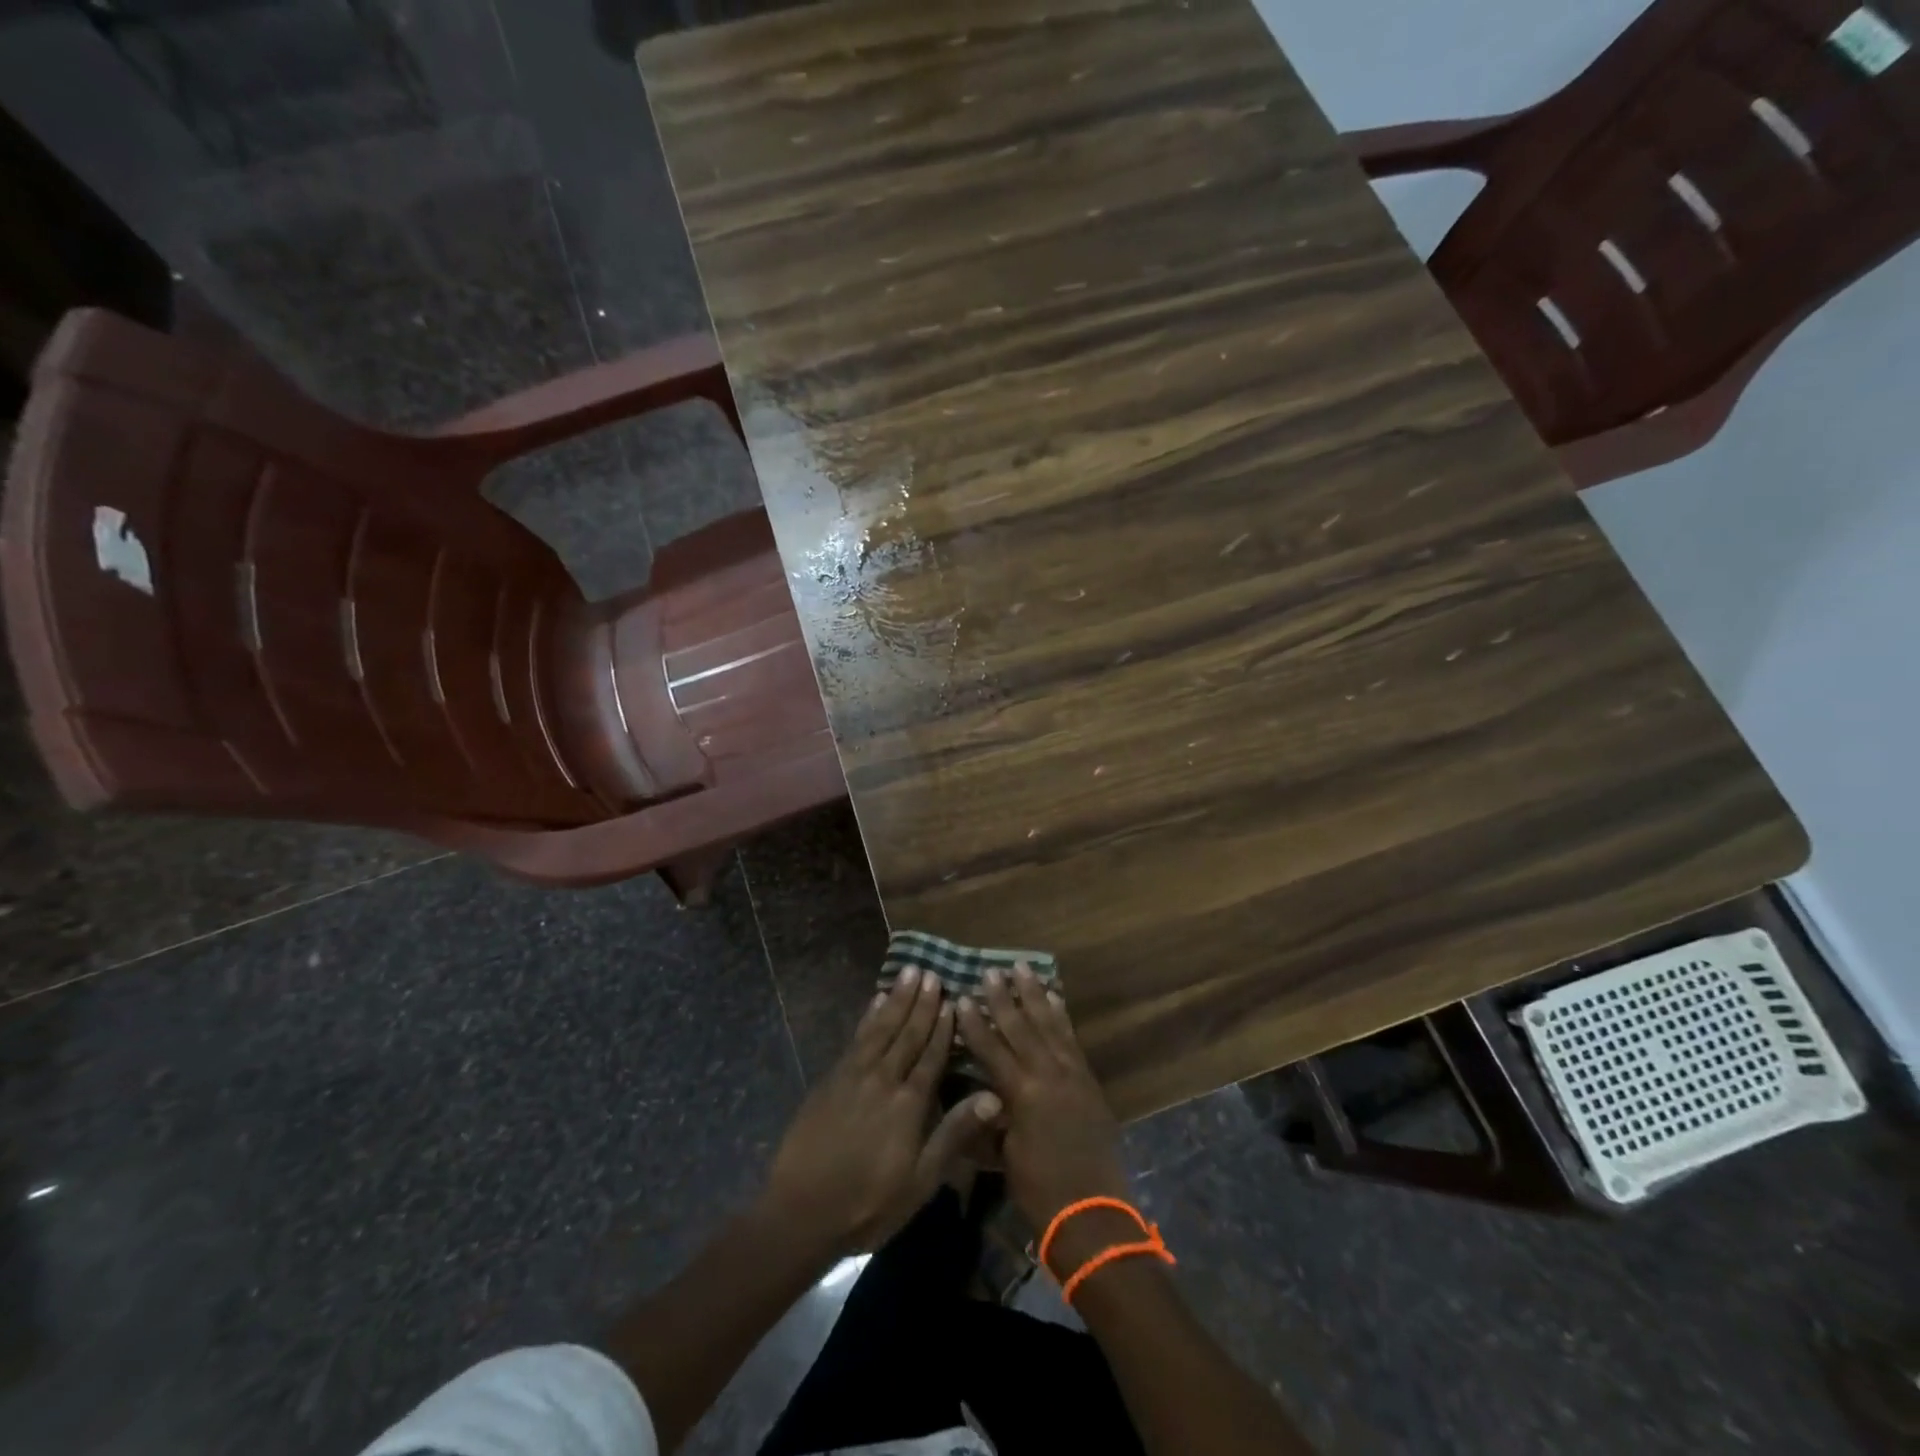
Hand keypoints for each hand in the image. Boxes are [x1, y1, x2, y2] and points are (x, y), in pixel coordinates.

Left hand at [762, 969, 1000, 1256]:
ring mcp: (853, 1075)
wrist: (801, 1211)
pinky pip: (856, 1037)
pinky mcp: (831, 1079)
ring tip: (908, 972)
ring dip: (896, 999)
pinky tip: (875, 1002)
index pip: (931, 1055)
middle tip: (931, 972)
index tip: (952, 998)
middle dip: (921, 1002)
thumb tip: (993, 1096)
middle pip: (906, 1033)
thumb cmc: (869, 1203)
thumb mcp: (921, 1180)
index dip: (942, 1027)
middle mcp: (883, 1079)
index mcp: (909, 1103)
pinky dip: (868, 1016)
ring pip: (881, 1027)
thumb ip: (954, 1134)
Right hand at [955, 964, 1130, 1265]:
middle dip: (1003, 998)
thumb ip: (991, 1118)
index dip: (974, 1024)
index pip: (991, 1049)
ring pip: (1049, 1024)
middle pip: (1021, 1027)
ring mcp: (1071, 1073)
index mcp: (1021, 1093)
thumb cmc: (1038, 1189)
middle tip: (990, 971)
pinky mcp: (1088, 1079)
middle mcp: (1047, 1074)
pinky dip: (1061, 1016)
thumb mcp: (1004, 1155)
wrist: (1092, 1212)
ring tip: (1023, 969)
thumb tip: (978, 1094)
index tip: (961, 998)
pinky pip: (1071, 1038)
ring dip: (1034, 995)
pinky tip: (1054, 998)